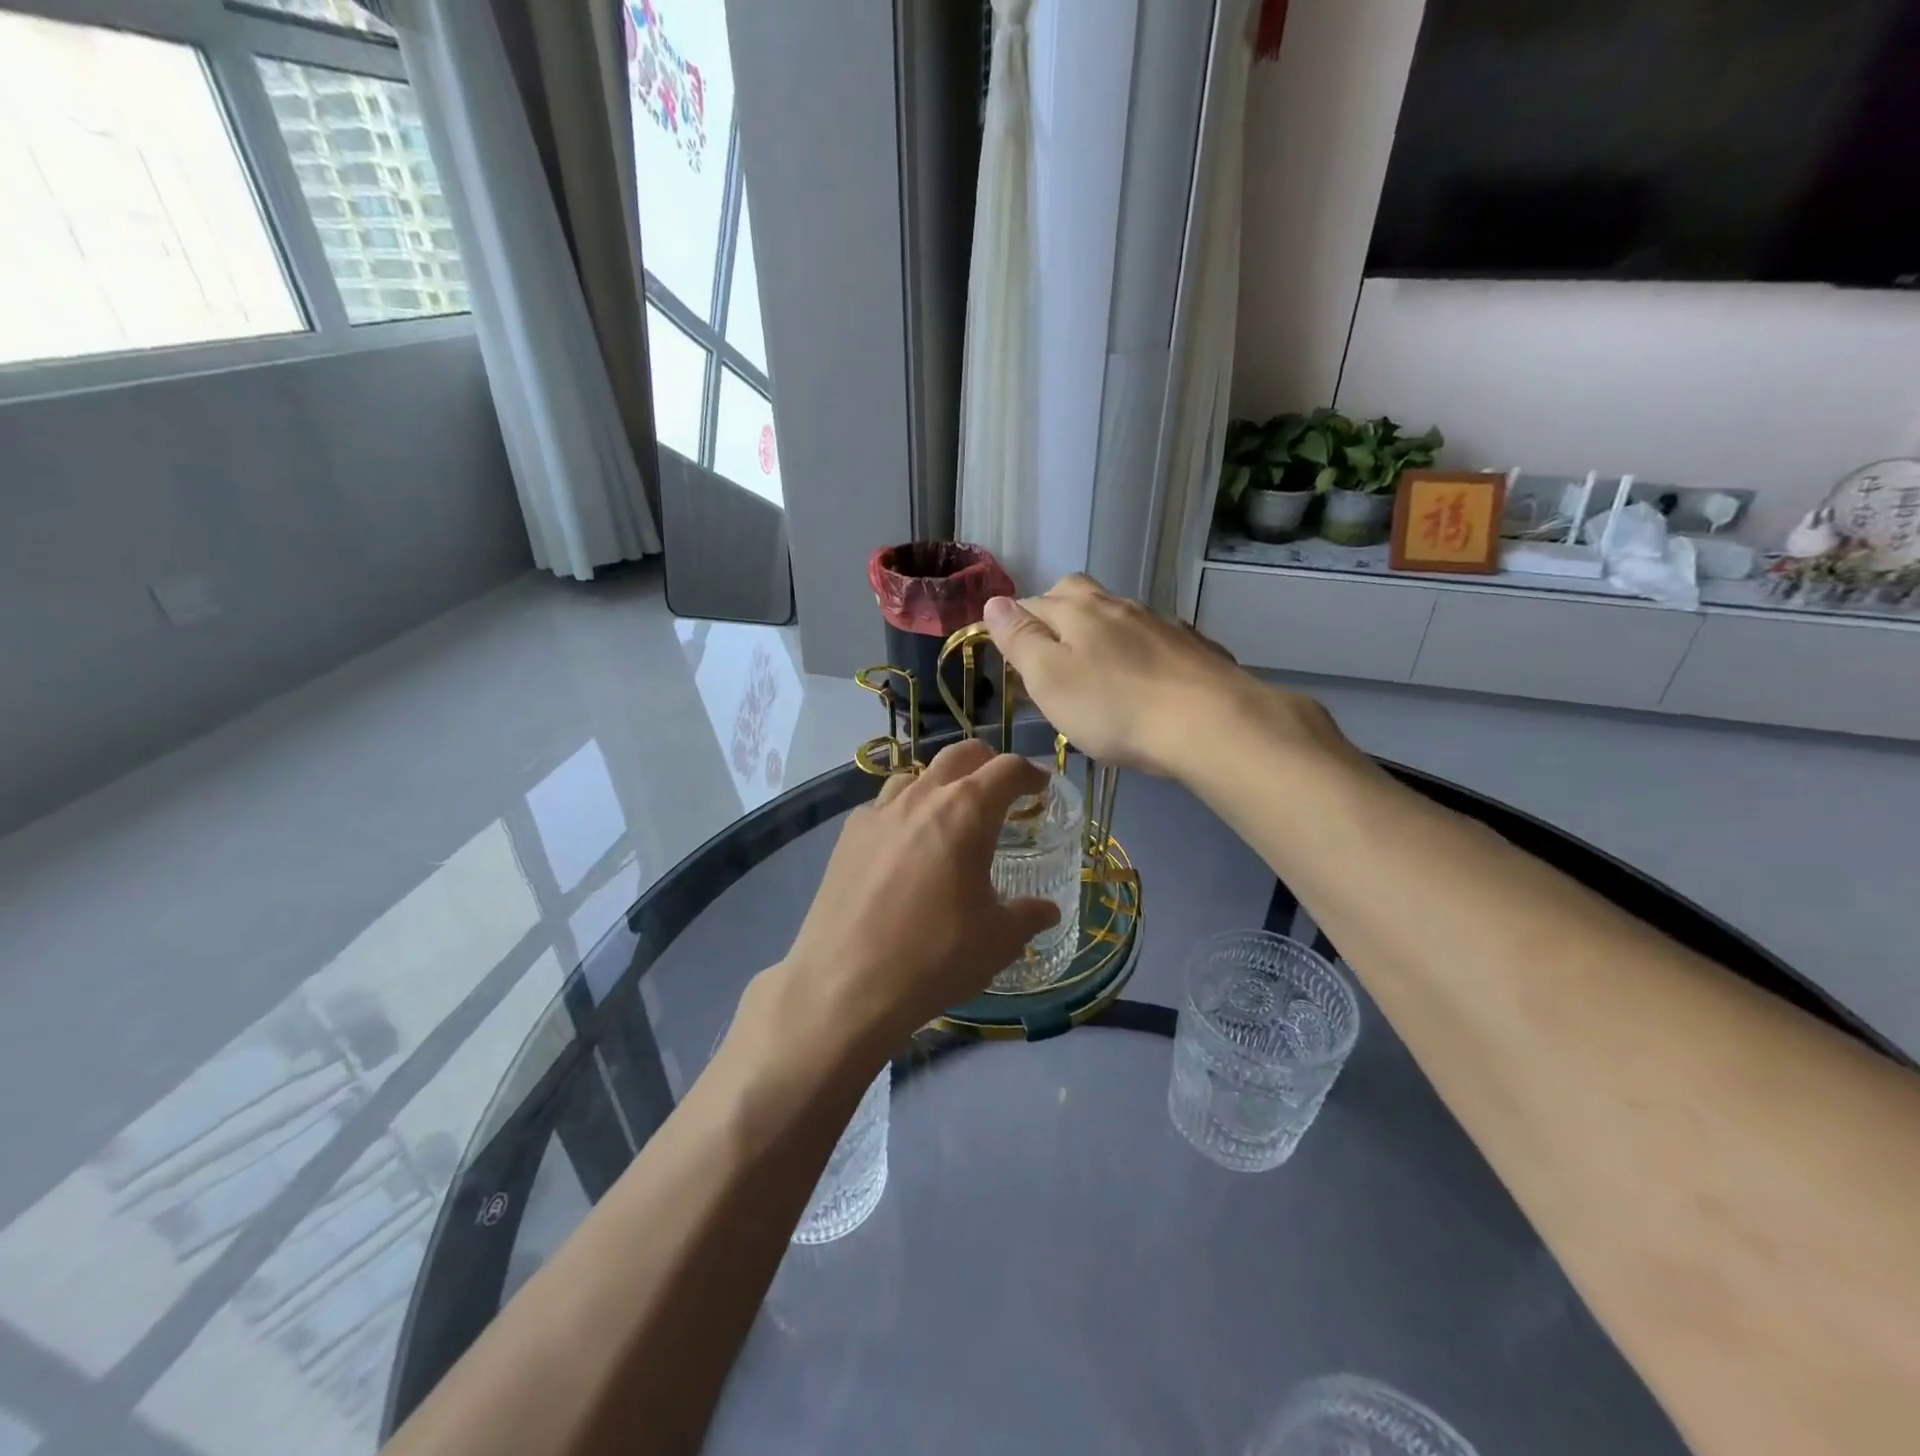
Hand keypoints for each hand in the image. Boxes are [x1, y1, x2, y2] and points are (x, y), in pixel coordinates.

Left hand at [764, 740, 1062, 1051]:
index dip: (1029, 773)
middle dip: (986, 763)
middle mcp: (921, 798)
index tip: (1040, 787)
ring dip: (941, 783)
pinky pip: (884, 806)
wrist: (845, 984)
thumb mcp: (997, 941)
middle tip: (1000, 788)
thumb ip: (1028, 916)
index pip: (1006, 770)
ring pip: (916, 775)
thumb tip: (1048, 910)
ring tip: (950, 814)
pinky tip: (904, 846)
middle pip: (959, 755)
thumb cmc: (935, 957)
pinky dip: (904, 812)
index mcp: (966, 812)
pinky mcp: (847, 836)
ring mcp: (878, 813)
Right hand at [983, 574, 1348, 778]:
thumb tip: (994, 602)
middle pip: (1077, 593)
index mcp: (1077, 610)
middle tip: (1049, 651)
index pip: (1031, 602)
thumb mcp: (1049, 678)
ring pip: (1118, 615)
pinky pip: (1154, 639)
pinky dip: (1138, 652)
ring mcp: (1160, 623)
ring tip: (1096, 671)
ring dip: (1100, 633)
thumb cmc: (1113, 707)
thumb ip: (1020, 639)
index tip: (1010, 654)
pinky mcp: (1192, 648)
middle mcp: (1118, 605)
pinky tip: (1144, 680)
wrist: (1209, 723)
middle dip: (1056, 613)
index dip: (1014, 623)